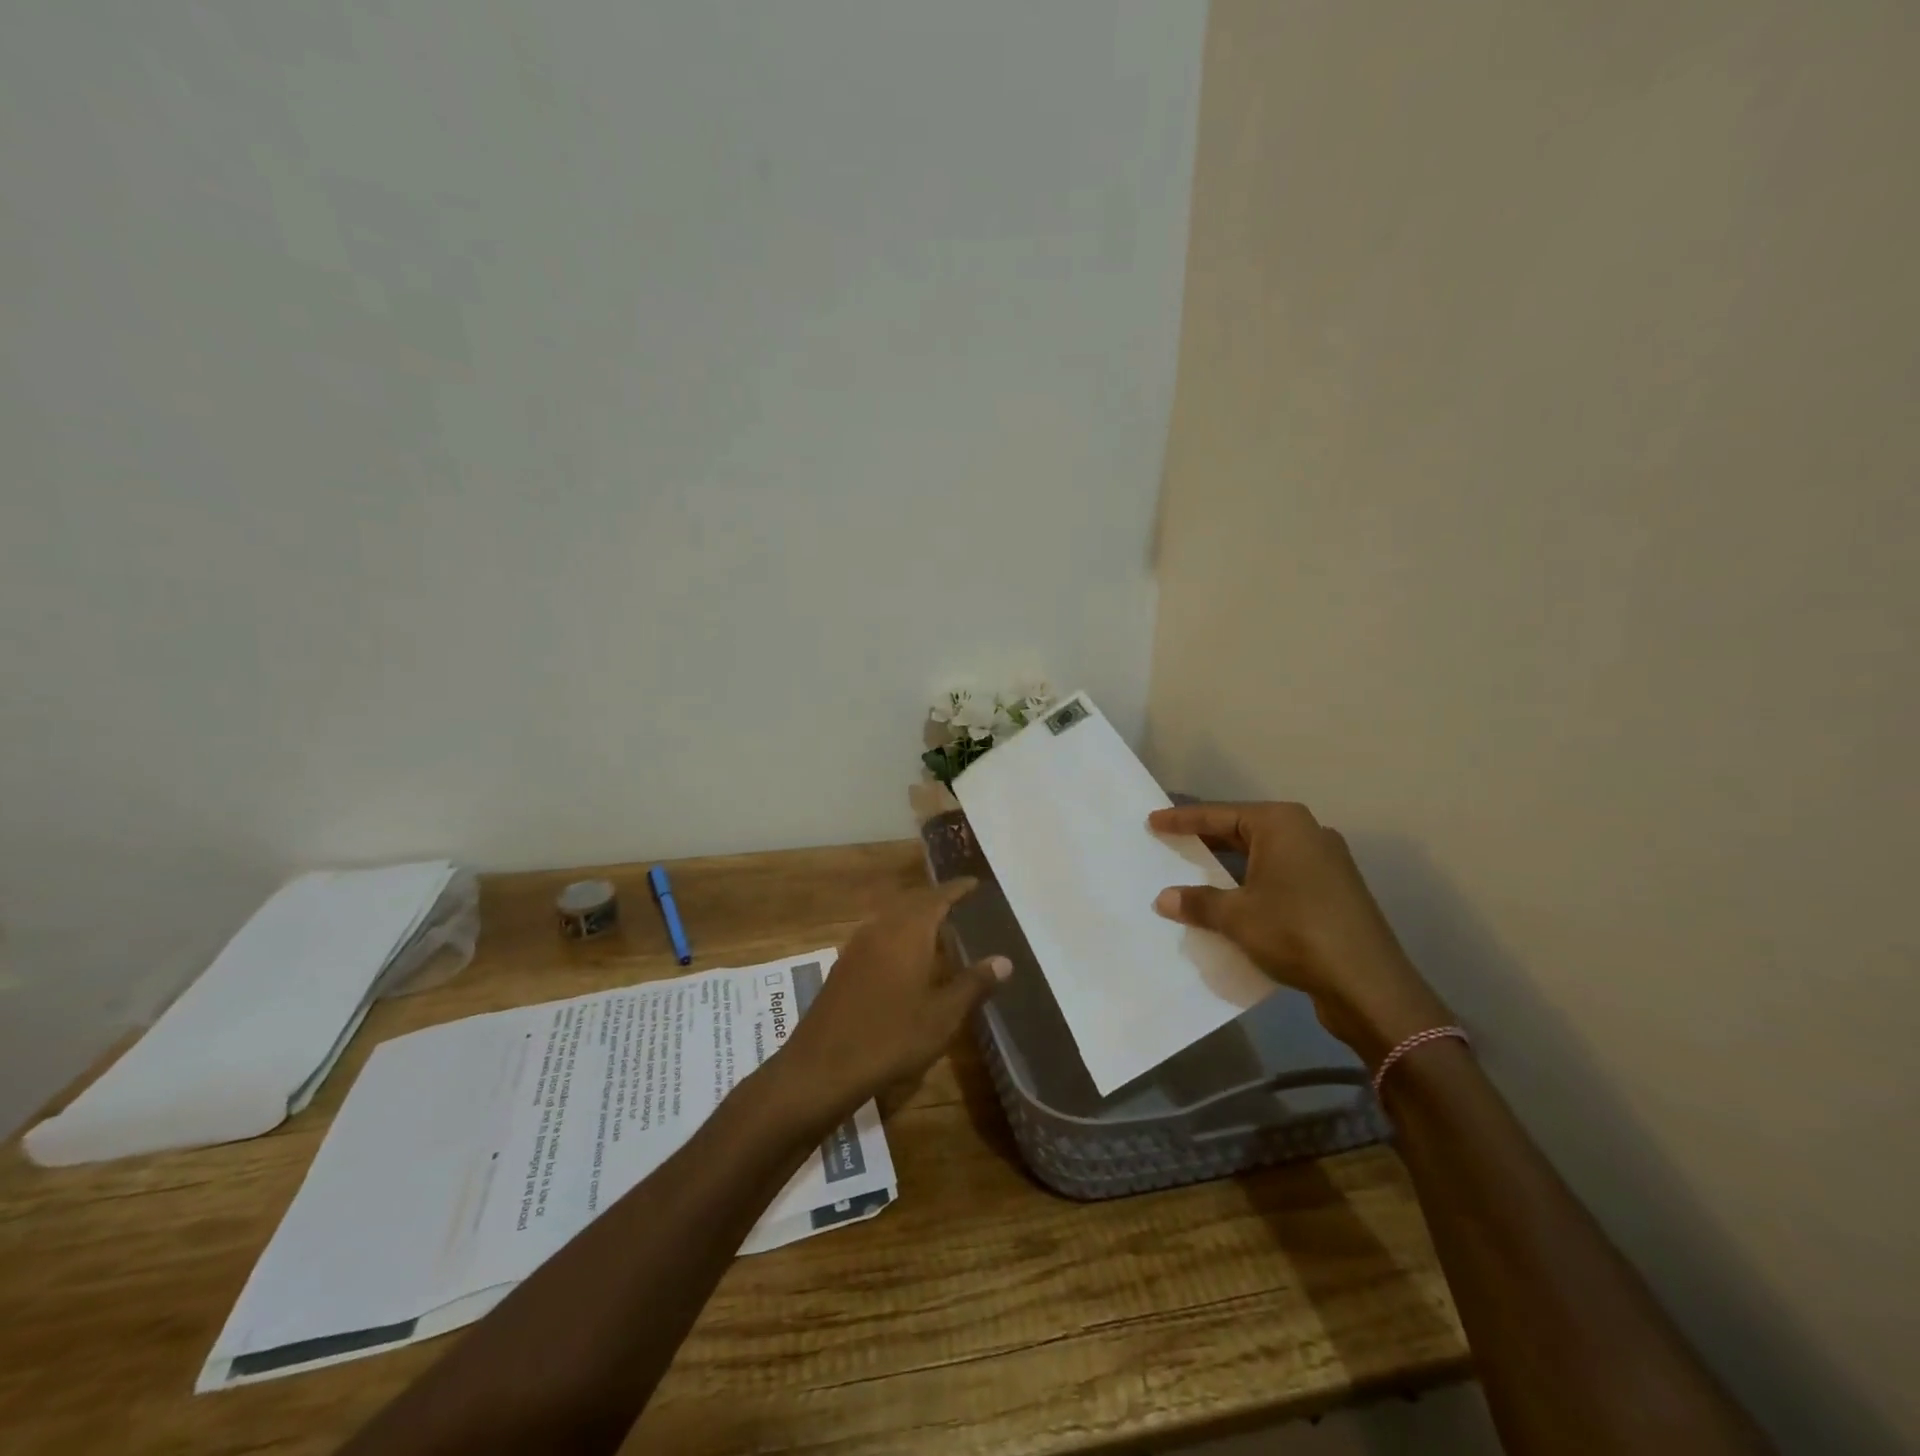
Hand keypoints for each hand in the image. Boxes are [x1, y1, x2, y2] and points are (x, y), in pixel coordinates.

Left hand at [778, 879, 1008, 1117]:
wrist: (822, 1067)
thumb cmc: (891, 1037)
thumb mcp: (942, 1016)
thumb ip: (974, 984)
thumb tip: (1004, 960)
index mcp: (908, 932)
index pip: (937, 898)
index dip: (957, 889)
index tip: (975, 883)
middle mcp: (881, 929)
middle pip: (912, 902)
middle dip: (936, 900)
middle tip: (960, 904)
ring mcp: (857, 947)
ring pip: (891, 918)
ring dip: (914, 916)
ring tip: (937, 928)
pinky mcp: (844, 966)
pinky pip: (878, 935)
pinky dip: (897, 934)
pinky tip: (905, 958)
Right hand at [1148, 802, 1451, 1066]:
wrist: (1368, 984)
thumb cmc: (1295, 932)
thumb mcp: (1236, 916)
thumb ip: (1198, 901)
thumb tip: (1164, 898)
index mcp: (1282, 824)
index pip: (1219, 815)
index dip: (1182, 820)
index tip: (1153, 820)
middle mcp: (1306, 833)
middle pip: (1242, 829)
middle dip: (1206, 838)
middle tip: (1170, 842)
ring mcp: (1324, 862)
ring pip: (1262, 855)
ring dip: (1229, 865)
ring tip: (1194, 871)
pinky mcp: (1332, 891)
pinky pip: (1279, 876)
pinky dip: (1252, 883)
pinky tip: (1231, 901)